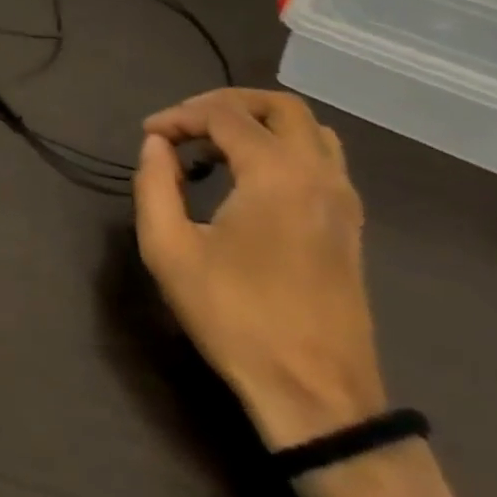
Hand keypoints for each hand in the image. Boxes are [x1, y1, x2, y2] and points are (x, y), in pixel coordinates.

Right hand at [133, 88, 386, 450]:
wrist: (315, 393)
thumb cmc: (234, 317)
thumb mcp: (168, 249)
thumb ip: (154, 184)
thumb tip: (156, 146)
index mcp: (277, 175)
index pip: (224, 115)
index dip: (179, 115)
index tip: (147, 136)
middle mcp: (320, 175)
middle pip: (280, 106)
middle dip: (225, 104)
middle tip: (184, 125)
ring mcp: (344, 200)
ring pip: (310, 129)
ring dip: (259, 123)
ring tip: (214, 146)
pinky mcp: (350, 225)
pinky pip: (322, 159)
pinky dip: (282, 148)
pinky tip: (247, 177)